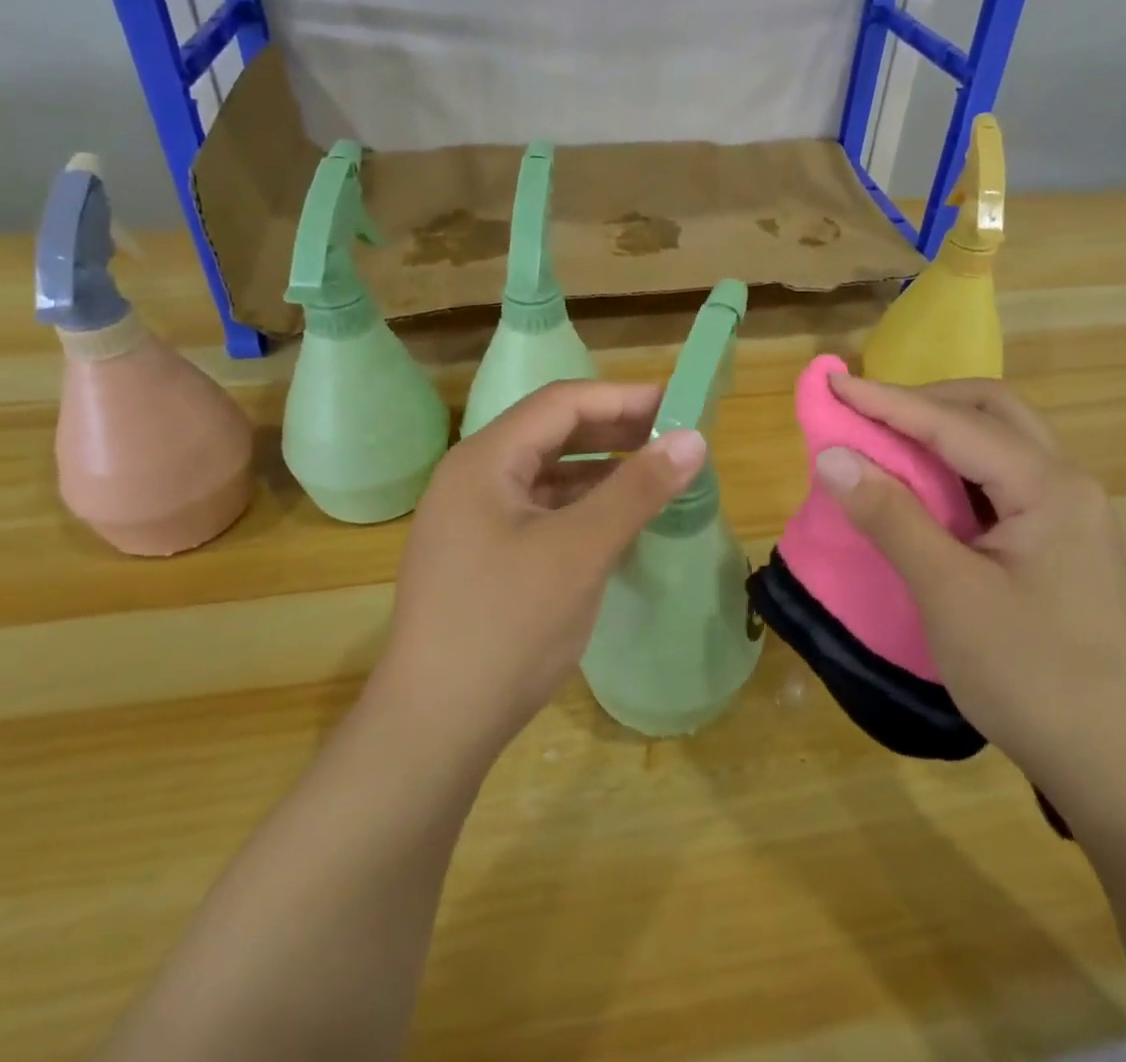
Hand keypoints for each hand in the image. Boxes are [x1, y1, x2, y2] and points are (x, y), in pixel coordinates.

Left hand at [370, 381, 706, 765]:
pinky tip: (616, 520)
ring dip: (600, 470)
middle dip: (614, 431)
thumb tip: (693, 438)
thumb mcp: (580, 551)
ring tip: (655, 476)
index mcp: (484, 460)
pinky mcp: (481, 555)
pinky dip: (581, 507)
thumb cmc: (506, 627)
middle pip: (552, 433)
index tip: (679, 405)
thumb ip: (637, 489)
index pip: (562, 403)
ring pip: (547, 474)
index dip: (622, 397)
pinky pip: (539, 510)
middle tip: (674, 440)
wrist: (432, 729)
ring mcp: (472, 519)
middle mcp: (473, 478)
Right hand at [814, 374, 1125, 805]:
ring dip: (939, 431)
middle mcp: (1066, 483)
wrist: (1115, 764)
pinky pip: (999, 478)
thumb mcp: (948, 593)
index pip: (954, 424)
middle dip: (923, 402)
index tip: (832, 383)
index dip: (887, 401)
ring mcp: (1068, 511)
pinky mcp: (1058, 539)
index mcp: (1049, 487)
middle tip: (866, 413)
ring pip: (997, 441)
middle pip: (990, 412)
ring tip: (884, 442)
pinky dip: (953, 468)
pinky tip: (922, 488)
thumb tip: (832, 457)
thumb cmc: (1030, 676)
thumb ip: (891, 516)